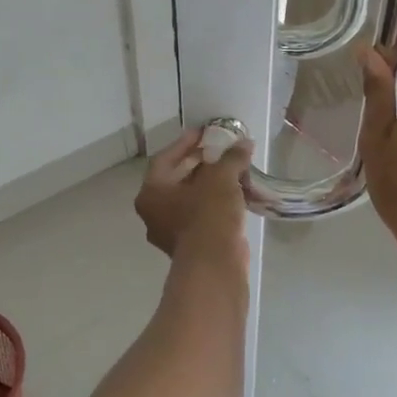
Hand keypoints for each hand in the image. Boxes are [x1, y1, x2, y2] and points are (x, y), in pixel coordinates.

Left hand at [135, 128, 252, 263]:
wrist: (214, 265)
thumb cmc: (208, 215)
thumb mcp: (221, 178)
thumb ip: (231, 157)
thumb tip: (244, 144)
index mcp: (151, 193)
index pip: (165, 158)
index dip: (186, 142)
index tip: (204, 132)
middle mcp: (154, 213)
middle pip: (178, 179)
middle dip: (201, 163)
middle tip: (221, 150)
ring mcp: (171, 232)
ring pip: (191, 199)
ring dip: (211, 184)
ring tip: (233, 171)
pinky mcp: (191, 246)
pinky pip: (202, 216)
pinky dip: (217, 203)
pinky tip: (237, 195)